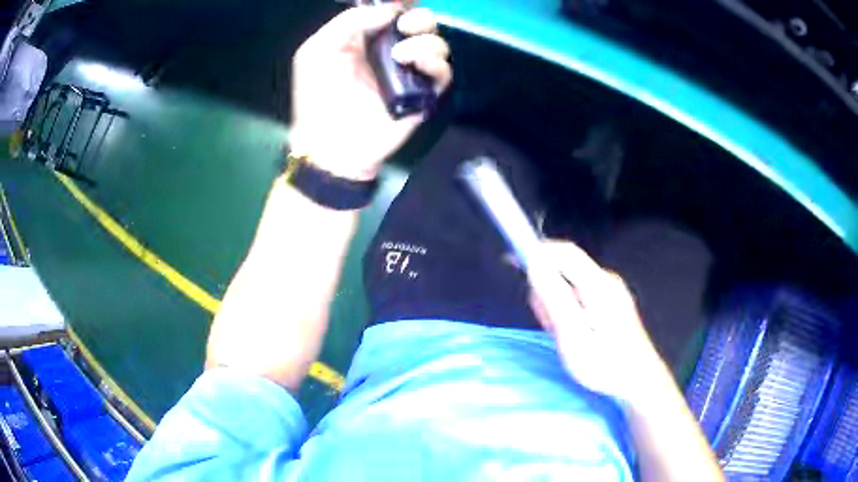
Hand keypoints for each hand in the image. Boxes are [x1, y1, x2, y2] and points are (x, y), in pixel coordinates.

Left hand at [289, 5, 451, 180]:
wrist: (331, 142)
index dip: (403, 5)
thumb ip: (351, 21)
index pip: (394, 13)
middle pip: (421, 24)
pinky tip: (418, 65)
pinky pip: (444, 73)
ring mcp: (409, 73)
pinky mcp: (423, 95)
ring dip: (425, 42)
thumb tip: (390, 11)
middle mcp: (391, 51)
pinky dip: (437, 64)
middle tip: (404, 27)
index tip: (404, 3)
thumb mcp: (319, 49)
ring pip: (437, 44)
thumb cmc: (318, 94)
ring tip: (401, 56)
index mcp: (366, 38)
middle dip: (418, 19)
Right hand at [527, 241, 666, 403]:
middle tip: (550, 324)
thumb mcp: (573, 337)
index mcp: (598, 285)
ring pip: (571, 283)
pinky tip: (575, 333)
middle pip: (566, 267)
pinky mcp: (611, 301)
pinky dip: (569, 310)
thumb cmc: (605, 365)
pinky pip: (580, 294)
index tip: (512, 261)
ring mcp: (611, 290)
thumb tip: (535, 264)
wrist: (638, 380)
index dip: (537, 250)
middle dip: (548, 289)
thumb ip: (553, 299)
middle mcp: (606, 280)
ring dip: (558, 303)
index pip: (564, 251)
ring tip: (565, 335)